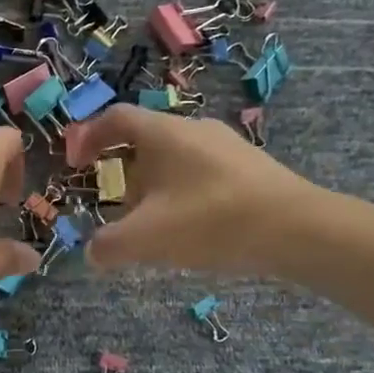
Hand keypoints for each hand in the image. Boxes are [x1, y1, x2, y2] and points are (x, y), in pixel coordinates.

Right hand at [63, 106, 324, 274]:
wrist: (298, 229)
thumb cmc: (211, 221)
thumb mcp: (147, 238)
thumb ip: (108, 246)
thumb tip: (92, 253)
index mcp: (163, 133)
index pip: (115, 118)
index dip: (88, 137)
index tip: (75, 165)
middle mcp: (194, 129)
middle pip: (144, 141)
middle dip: (121, 171)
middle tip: (115, 204)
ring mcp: (226, 147)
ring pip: (174, 160)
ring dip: (153, 187)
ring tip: (152, 224)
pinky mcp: (249, 168)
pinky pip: (200, 173)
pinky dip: (181, 194)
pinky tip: (191, 229)